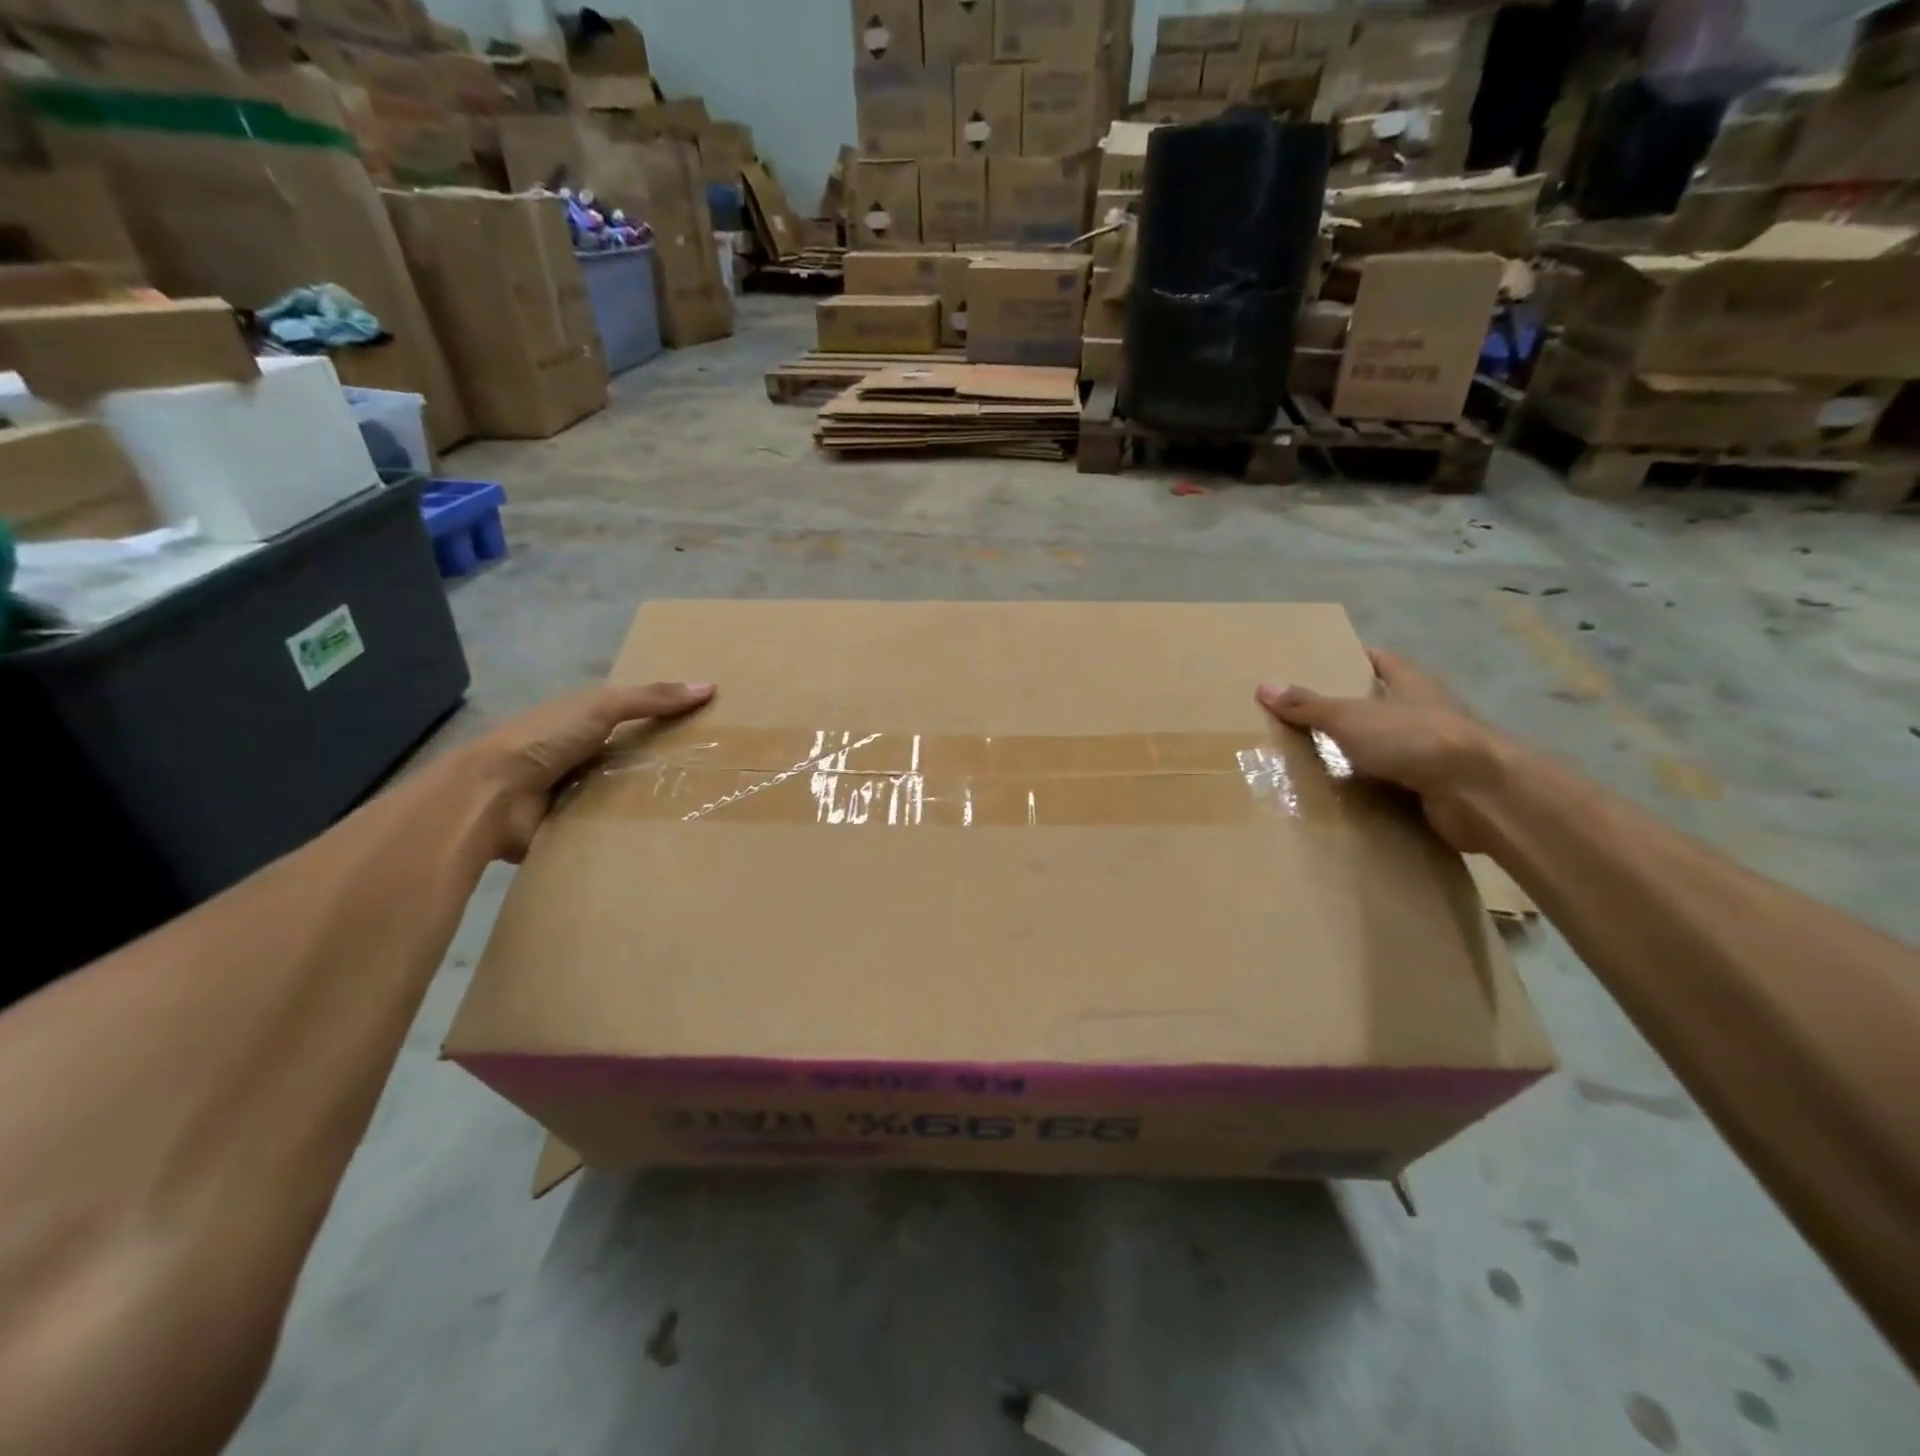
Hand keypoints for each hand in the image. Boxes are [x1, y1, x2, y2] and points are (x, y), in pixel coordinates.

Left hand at [464, 681, 714, 860]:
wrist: (492, 797)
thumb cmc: (544, 740)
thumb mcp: (601, 707)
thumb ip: (650, 699)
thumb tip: (709, 687)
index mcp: (583, 722)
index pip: (634, 718)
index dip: (668, 719)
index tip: (710, 727)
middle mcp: (582, 755)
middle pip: (634, 757)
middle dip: (668, 763)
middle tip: (716, 772)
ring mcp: (577, 793)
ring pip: (627, 793)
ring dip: (653, 798)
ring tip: (701, 804)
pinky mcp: (574, 827)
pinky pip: (613, 825)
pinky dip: (634, 828)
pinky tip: (670, 830)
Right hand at [1256, 650, 1502, 851]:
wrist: (1478, 792)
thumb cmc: (1413, 738)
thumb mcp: (1350, 717)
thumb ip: (1308, 705)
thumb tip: (1264, 686)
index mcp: (1412, 682)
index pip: (1381, 660)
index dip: (1353, 660)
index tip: (1322, 667)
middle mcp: (1429, 710)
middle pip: (1385, 703)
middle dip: (1352, 710)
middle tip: (1307, 718)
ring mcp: (1438, 749)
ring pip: (1392, 744)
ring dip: (1363, 752)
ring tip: (1318, 760)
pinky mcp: (1440, 785)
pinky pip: (1399, 781)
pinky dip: (1376, 787)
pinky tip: (1348, 795)